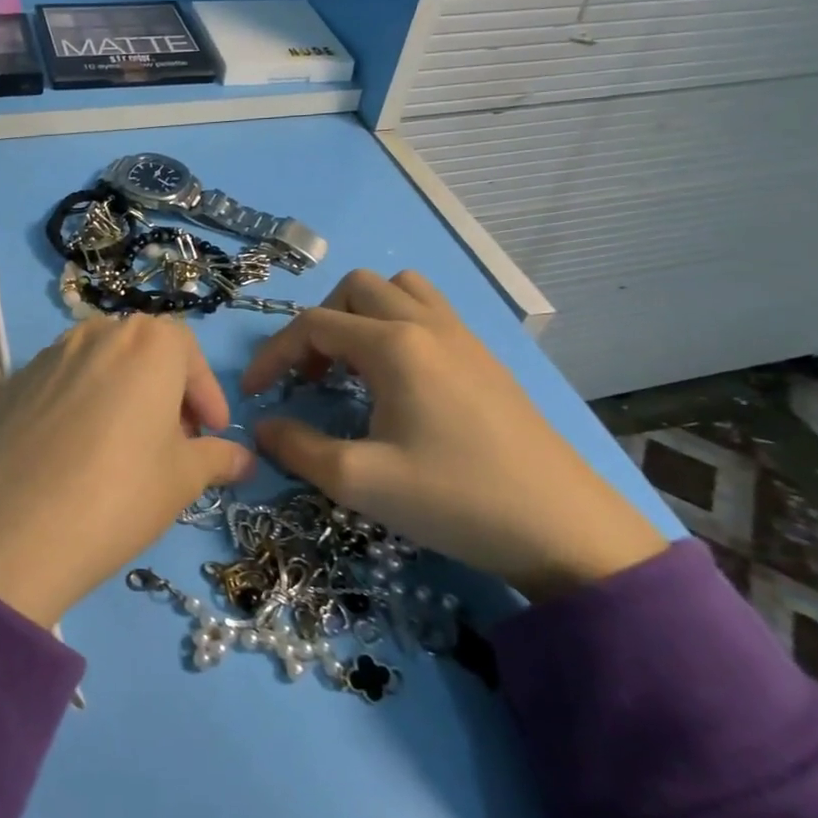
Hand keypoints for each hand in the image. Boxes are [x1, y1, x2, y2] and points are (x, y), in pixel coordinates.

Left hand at [0, 316, 254, 626]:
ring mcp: (49, 354)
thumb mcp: (183, 479)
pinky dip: (81, 405)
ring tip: (125, 447)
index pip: (189, 353)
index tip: (211, 434)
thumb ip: (218, 458)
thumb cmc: (121, 493)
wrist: (15, 531)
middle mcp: (97, 332)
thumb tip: (244, 459)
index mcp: (148, 342)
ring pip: (101, 365)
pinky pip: (62, 383)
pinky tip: (77, 453)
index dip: (205, 395)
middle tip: (173, 442)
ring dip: (122, 394)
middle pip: (143, 352)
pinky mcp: (14, 383)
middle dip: (166, 392)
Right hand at [242, 269, 666, 601]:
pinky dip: (397, 324)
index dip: (273, 354)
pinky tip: (397, 379)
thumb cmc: (455, 499)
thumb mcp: (361, 481)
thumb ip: (298, 447)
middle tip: (309, 376)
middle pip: (356, 289)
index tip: (254, 393)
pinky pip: (430, 311)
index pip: (313, 325)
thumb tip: (262, 426)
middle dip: (318, 325)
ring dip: (362, 314)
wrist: (564, 528)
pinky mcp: (485, 358)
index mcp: (395, 346)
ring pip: (399, 289)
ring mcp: (463, 336)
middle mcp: (427, 325)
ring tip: (352, 365)